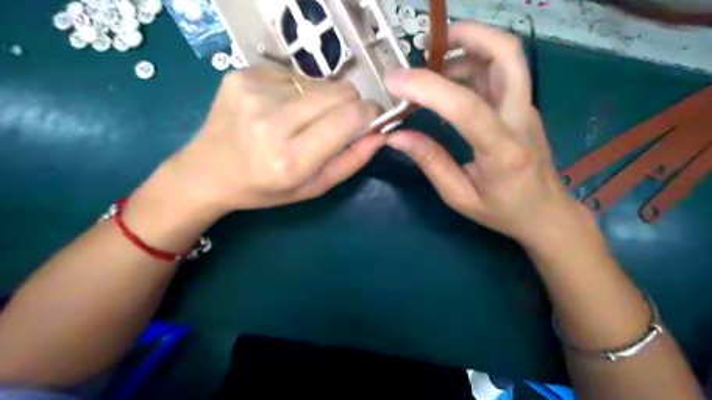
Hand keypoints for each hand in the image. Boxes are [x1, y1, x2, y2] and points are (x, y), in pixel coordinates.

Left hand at [162, 66, 383, 215]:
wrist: (207, 170)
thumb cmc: (265, 187)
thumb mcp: (313, 187)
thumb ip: (351, 161)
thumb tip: (381, 132)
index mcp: (289, 159)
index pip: (349, 117)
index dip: (369, 114)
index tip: (370, 120)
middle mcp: (270, 121)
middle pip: (340, 91)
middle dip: (349, 105)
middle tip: (336, 122)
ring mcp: (253, 91)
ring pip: (320, 82)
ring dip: (320, 100)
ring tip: (299, 120)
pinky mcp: (242, 74)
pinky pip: (294, 74)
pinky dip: (296, 91)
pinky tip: (278, 109)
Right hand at [384, 24, 583, 244]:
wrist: (545, 212)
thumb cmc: (502, 211)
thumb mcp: (459, 197)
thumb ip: (431, 163)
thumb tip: (397, 136)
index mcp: (503, 152)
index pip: (466, 107)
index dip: (428, 88)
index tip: (395, 81)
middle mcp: (520, 120)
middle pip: (507, 55)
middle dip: (468, 35)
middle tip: (430, 45)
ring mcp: (526, 109)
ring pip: (505, 57)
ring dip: (467, 49)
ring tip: (432, 68)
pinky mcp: (523, 106)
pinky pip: (500, 73)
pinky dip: (472, 65)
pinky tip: (449, 85)